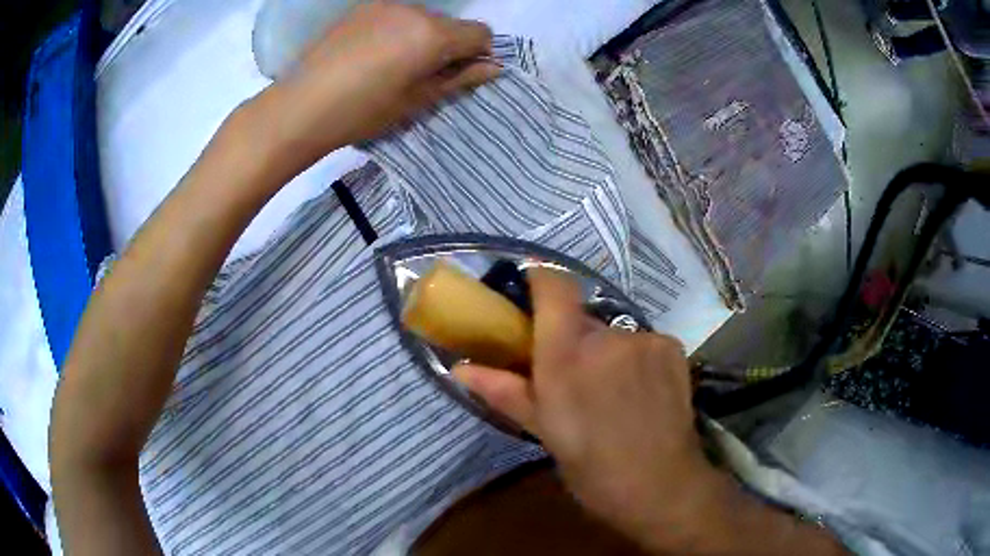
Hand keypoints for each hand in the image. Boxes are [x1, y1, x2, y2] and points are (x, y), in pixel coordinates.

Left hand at [248, 1, 497, 174]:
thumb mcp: (417, 101)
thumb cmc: (362, 112)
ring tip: (392, 66)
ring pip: (422, 18)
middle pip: (450, 24)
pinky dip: (398, 31)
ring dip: (421, 37)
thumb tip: (492, 68)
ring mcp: (385, 6)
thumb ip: (459, 79)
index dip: (478, 54)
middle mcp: (414, 10)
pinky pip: (396, 16)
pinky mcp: (362, 9)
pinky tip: (373, 54)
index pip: (480, 32)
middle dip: (448, 45)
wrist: (301, 107)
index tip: (459, 74)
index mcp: (432, 34)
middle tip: (422, 75)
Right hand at [454, 269, 715, 545]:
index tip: (529, 290)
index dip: (541, 278)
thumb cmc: (592, 467)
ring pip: (613, 335)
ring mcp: (645, 339)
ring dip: (606, 353)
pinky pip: (643, 342)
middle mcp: (607, 337)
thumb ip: (503, 390)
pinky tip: (640, 394)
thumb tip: (459, 368)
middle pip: (582, 319)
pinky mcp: (672, 348)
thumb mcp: (544, 431)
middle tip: (572, 376)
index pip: (554, 286)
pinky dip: (635, 359)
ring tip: (611, 394)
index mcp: (567, 356)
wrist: (660, 486)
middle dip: (572, 340)